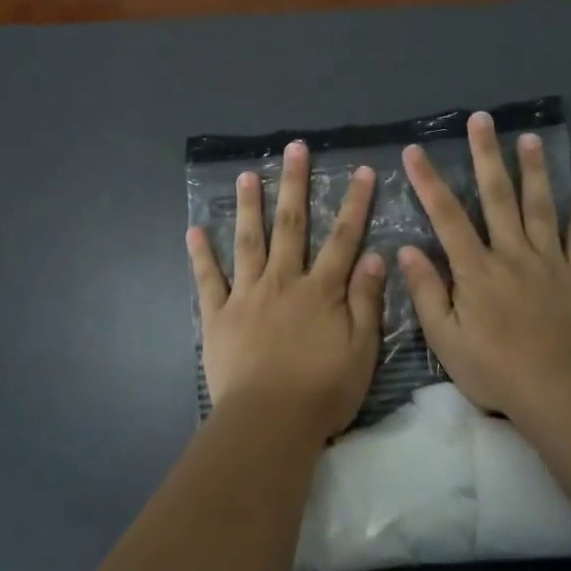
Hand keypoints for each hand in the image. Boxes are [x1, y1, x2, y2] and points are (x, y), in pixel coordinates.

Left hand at [187, 140, 386, 445]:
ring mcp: (247, 295)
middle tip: (293, 149)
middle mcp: (283, 281)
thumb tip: (375, 255)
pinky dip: (201, 254)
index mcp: (321, 290)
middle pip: (291, 225)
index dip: (355, 203)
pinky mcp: (218, 315)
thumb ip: (367, 302)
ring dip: (250, 206)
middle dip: (295, 184)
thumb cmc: (322, 392)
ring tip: (247, 175)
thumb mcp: (361, 351)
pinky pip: (208, 279)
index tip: (361, 171)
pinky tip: (195, 230)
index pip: (343, 238)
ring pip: (249, 241)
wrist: (268, 422)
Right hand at [398, 113, 570, 426]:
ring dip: (534, 171)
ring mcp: (550, 262)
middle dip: (486, 156)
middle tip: (482, 120)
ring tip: (529, 138)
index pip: (446, 217)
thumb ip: (427, 292)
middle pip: (497, 197)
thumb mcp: (445, 338)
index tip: (415, 150)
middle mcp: (511, 254)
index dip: (429, 181)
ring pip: (540, 208)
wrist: (559, 390)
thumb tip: (407, 249)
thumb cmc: (494, 368)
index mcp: (475, 269)